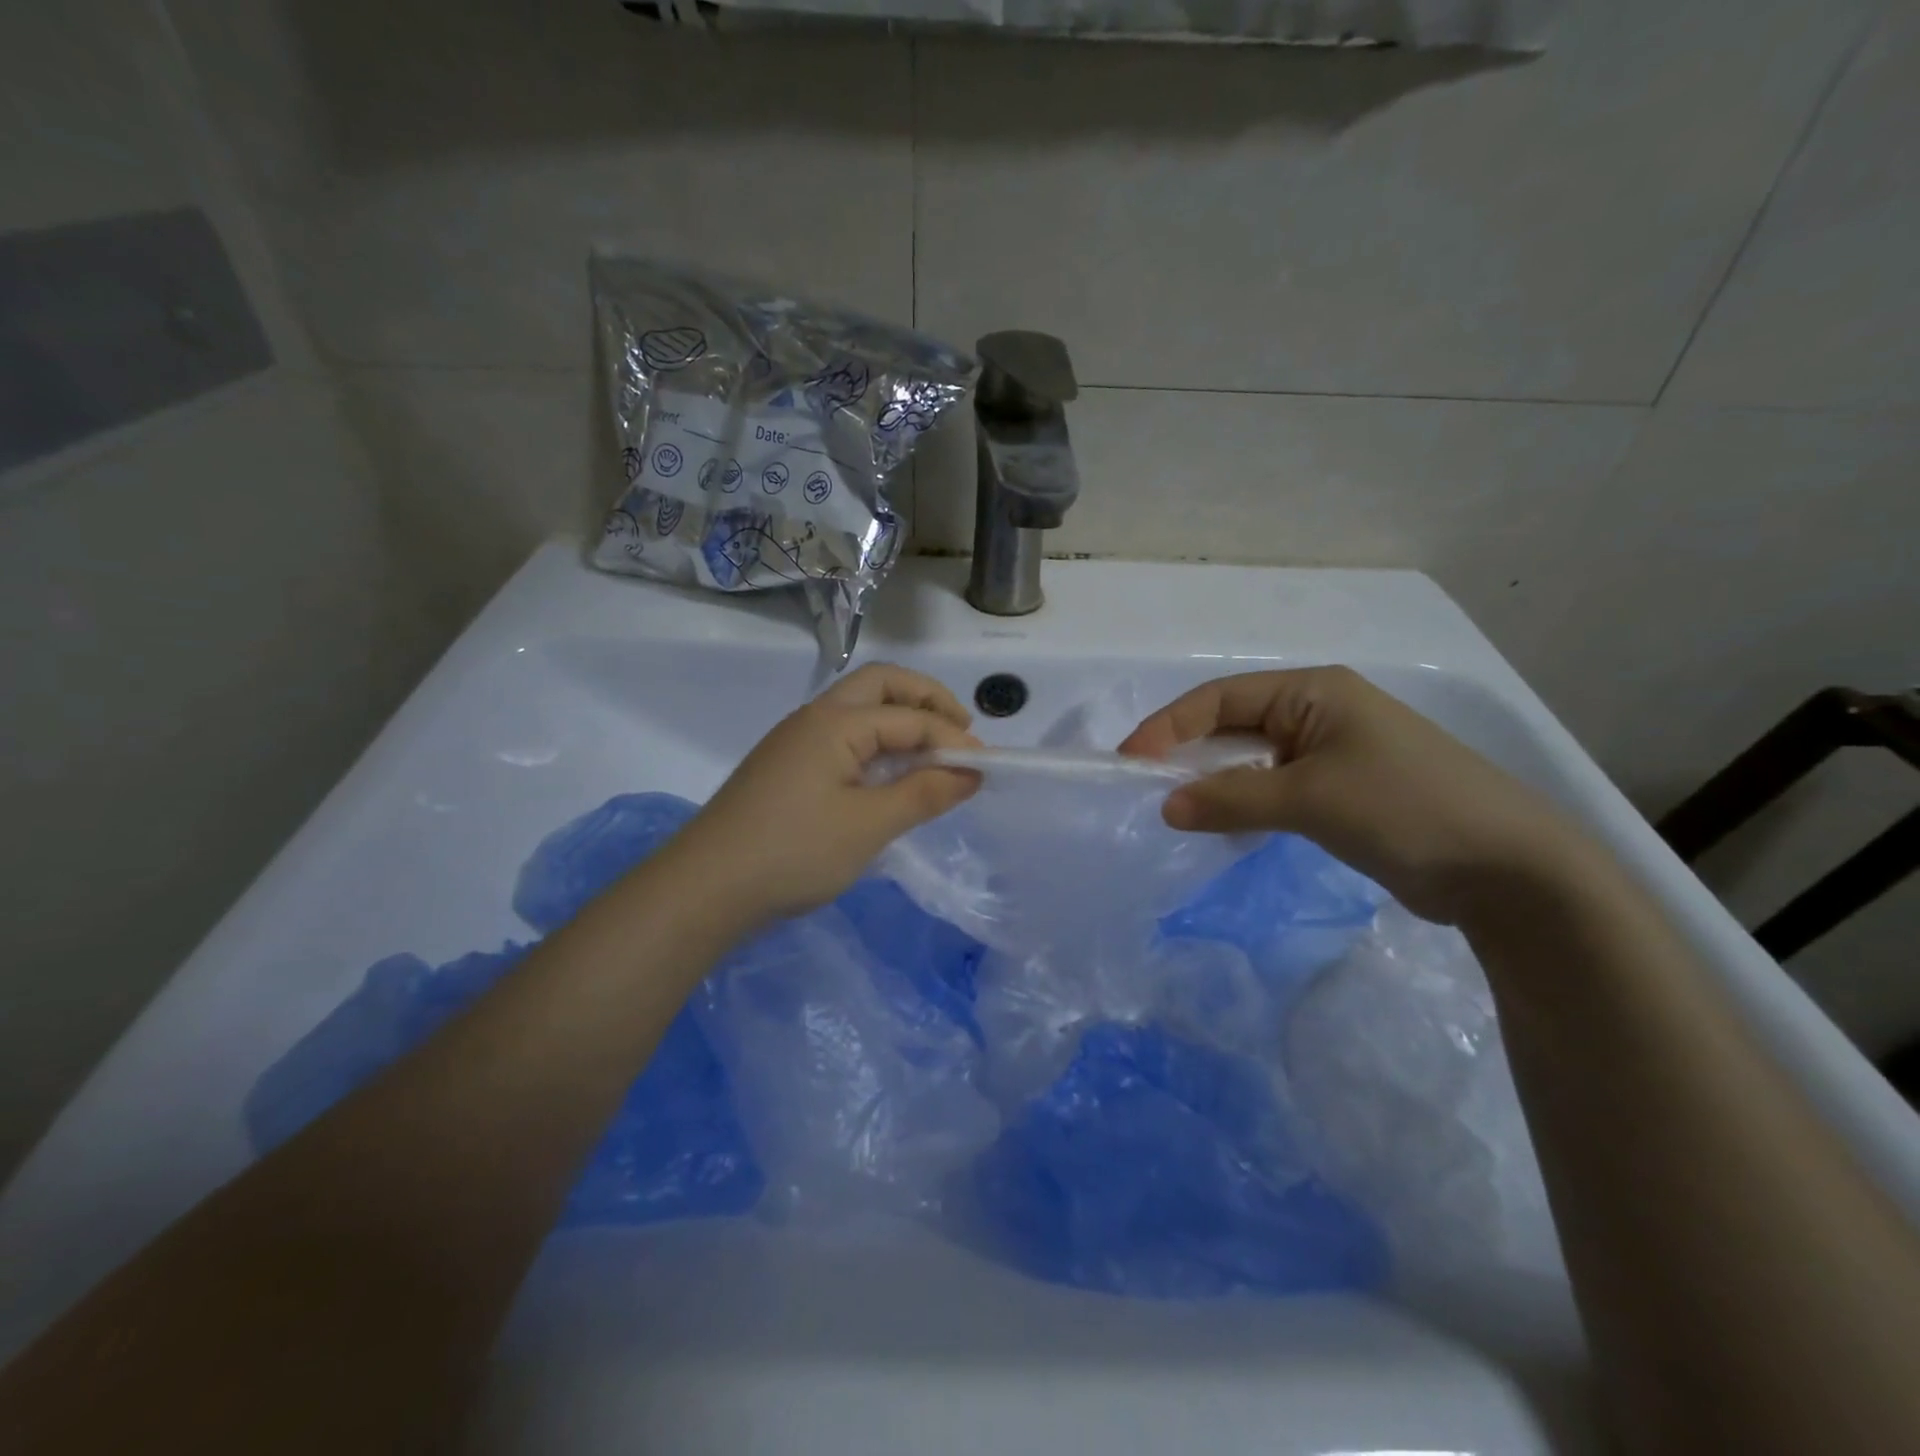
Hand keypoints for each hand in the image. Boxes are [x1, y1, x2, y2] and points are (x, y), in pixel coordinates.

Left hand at [668, 663, 981, 921]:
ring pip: (859, 710)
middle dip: (926, 701)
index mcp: (836, 722)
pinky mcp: (785, 767)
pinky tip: (888, 776)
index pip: (910, 716)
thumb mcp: (869, 826)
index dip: (952, 738)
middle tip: (960, 732)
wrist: (705, 889)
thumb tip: (972, 771)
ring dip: (900, 720)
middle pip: (880, 686)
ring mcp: (795, 741)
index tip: (986, 767)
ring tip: (932, 754)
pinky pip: (842, 738)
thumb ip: (924, 793)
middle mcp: (814, 718)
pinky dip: (876, 743)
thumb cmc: (794, 852)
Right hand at [1119, 666, 1587, 924]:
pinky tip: (1220, 824)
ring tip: (1174, 809)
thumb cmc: (1405, 808)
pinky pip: (1270, 788)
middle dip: (1186, 754)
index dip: (1168, 727)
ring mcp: (1329, 753)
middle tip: (1143, 789)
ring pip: (1248, 759)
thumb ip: (1232, 798)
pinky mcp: (1338, 791)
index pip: (1219, 698)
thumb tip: (1166, 806)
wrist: (1507, 870)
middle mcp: (1317, 713)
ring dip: (1212, 782)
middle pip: (1230, 725)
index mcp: (1312, 692)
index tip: (1129, 763)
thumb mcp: (1310, 799)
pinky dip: (1240, 803)